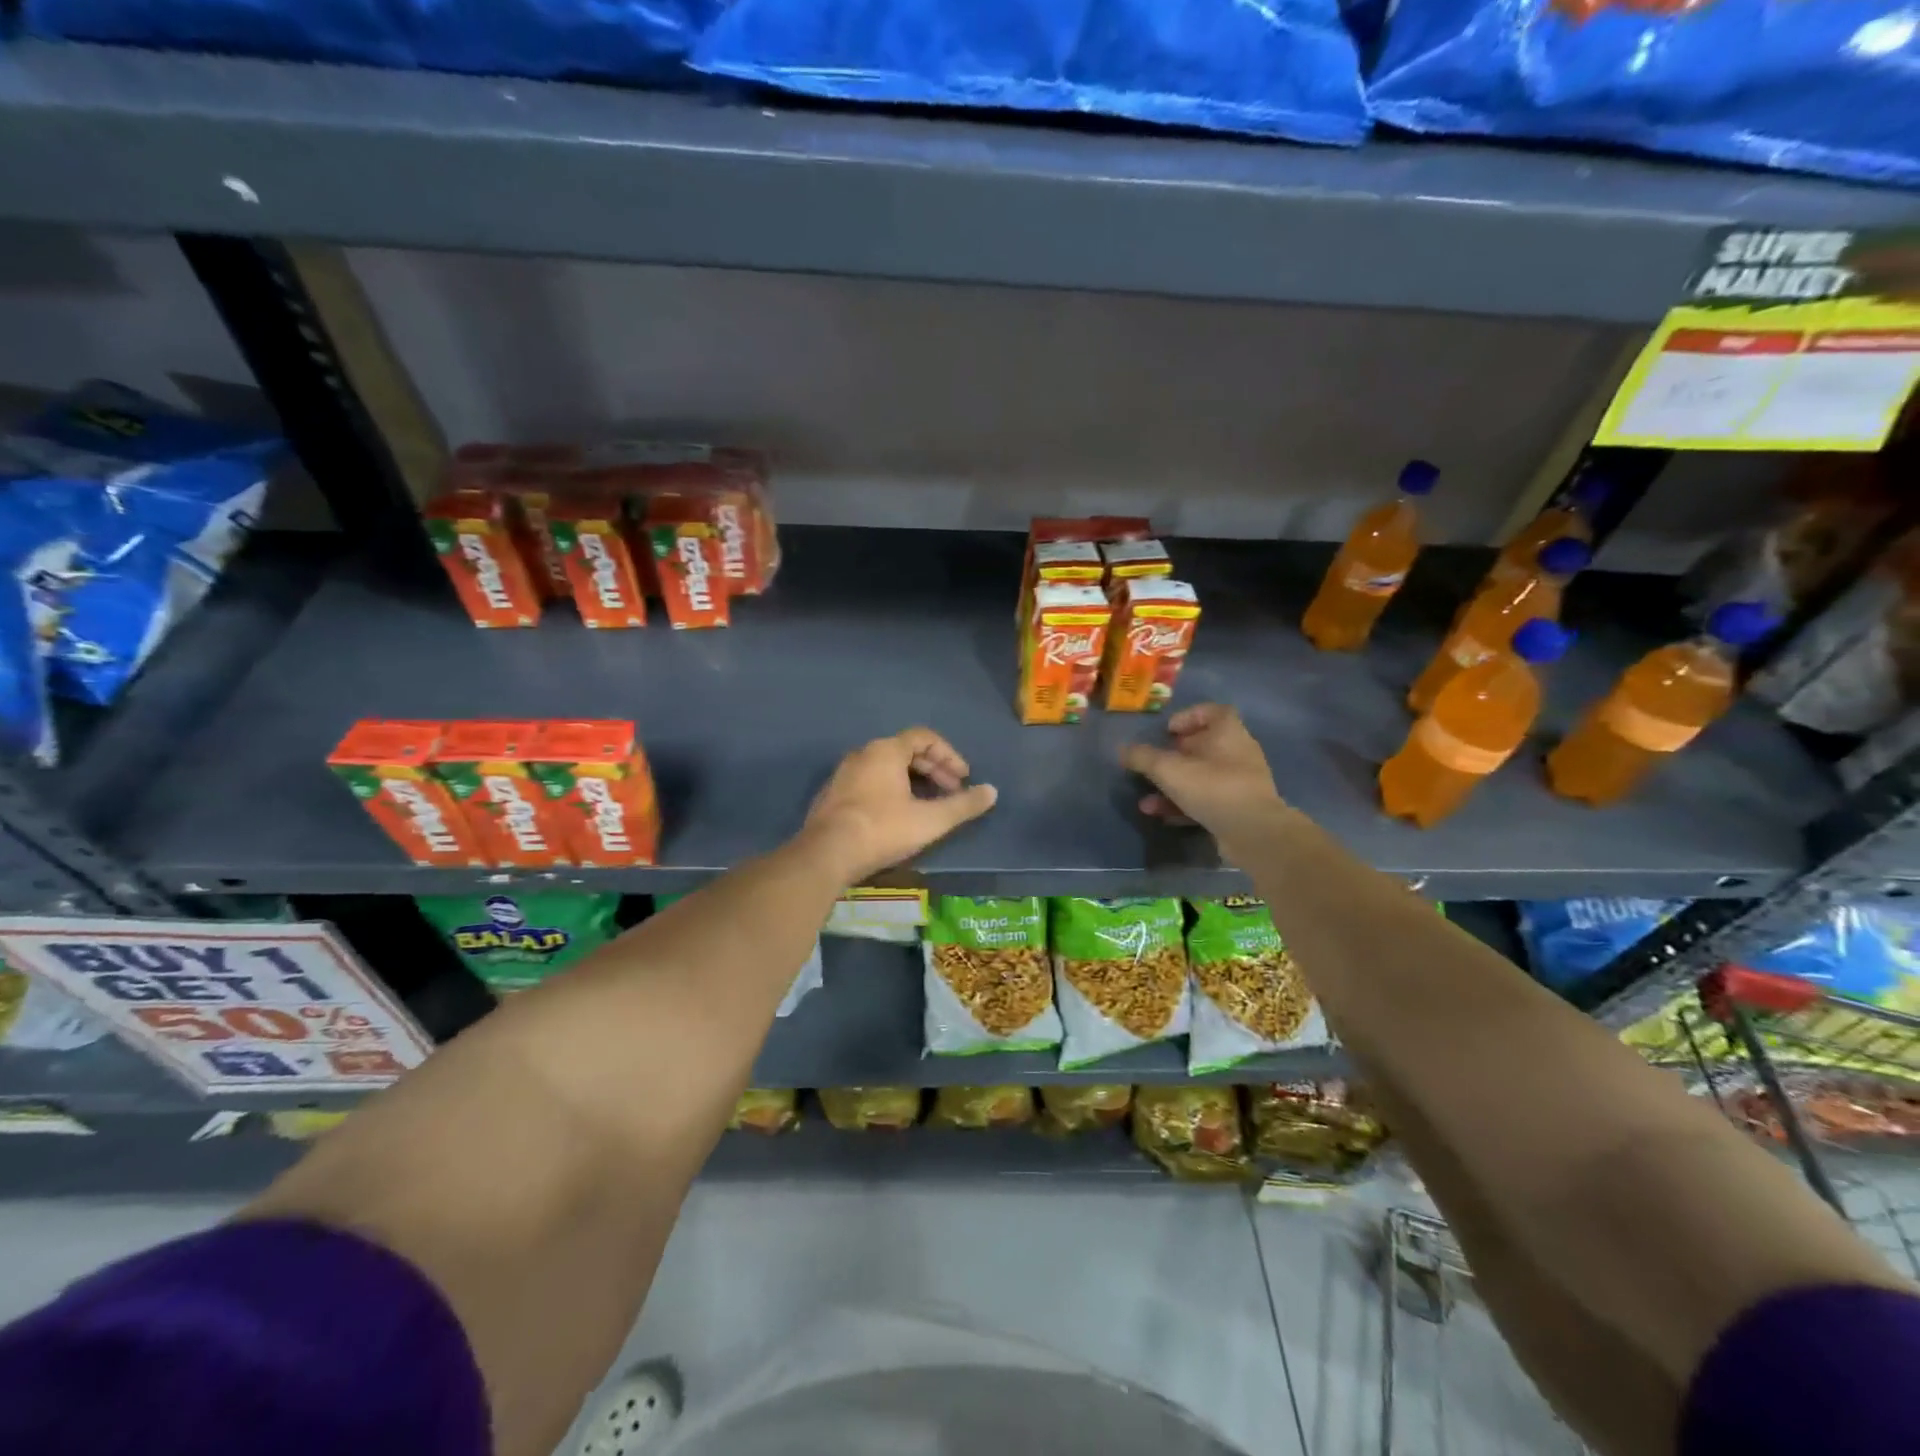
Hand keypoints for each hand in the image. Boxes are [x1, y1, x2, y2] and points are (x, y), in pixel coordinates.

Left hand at [804, 728, 997, 883]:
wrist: (825, 855)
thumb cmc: (882, 830)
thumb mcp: (930, 820)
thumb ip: (963, 805)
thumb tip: (992, 791)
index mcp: (886, 751)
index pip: (924, 737)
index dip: (949, 755)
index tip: (963, 778)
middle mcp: (863, 754)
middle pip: (905, 751)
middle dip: (933, 769)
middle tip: (951, 792)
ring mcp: (843, 774)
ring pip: (886, 767)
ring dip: (912, 780)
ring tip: (928, 804)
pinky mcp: (832, 796)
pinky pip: (869, 782)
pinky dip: (890, 790)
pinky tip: (897, 816)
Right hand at [1121, 704, 1287, 859]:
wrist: (1253, 832)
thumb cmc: (1212, 787)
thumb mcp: (1168, 769)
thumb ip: (1142, 757)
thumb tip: (1122, 750)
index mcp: (1228, 732)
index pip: (1213, 711)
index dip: (1188, 717)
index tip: (1167, 731)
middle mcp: (1238, 752)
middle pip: (1204, 746)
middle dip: (1175, 756)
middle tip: (1154, 764)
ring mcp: (1241, 782)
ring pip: (1201, 777)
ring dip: (1173, 786)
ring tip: (1146, 800)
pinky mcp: (1238, 808)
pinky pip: (1207, 800)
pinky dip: (1183, 805)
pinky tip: (1162, 816)